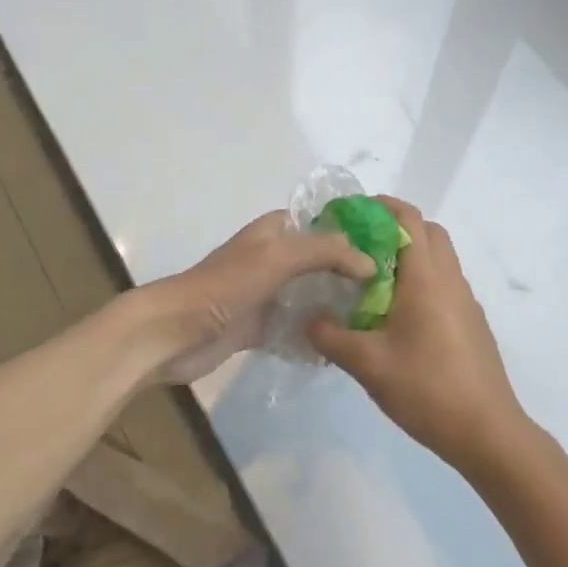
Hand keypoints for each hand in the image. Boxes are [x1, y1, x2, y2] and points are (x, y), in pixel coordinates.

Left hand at [129, 211, 375, 384]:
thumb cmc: (226, 285)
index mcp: (273, 232)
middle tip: (391, 289)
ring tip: (376, 318)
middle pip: (319, 260)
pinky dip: (316, 333)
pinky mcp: (260, 327)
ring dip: (335, 304)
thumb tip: (369, 262)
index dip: (350, 230)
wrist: (175, 332)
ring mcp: (266, 294)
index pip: (320, 221)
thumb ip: (326, 252)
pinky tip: (345, 345)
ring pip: (310, 294)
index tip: (388, 247)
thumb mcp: (278, 257)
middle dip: (350, 272)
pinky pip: (296, 326)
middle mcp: (272, 258)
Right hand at [308, 198, 529, 475]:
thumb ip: (330, 336)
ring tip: (371, 281)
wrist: (488, 433)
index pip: (408, 218)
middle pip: (427, 231)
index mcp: (427, 277)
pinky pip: (444, 284)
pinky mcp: (471, 324)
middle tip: (358, 246)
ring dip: (409, 255)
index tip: (347, 215)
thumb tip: (306, 318)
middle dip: (394, 227)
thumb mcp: (368, 364)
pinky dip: (421, 281)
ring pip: (439, 258)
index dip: (379, 207)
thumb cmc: (427, 389)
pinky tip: (396, 316)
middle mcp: (450, 279)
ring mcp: (465, 302)